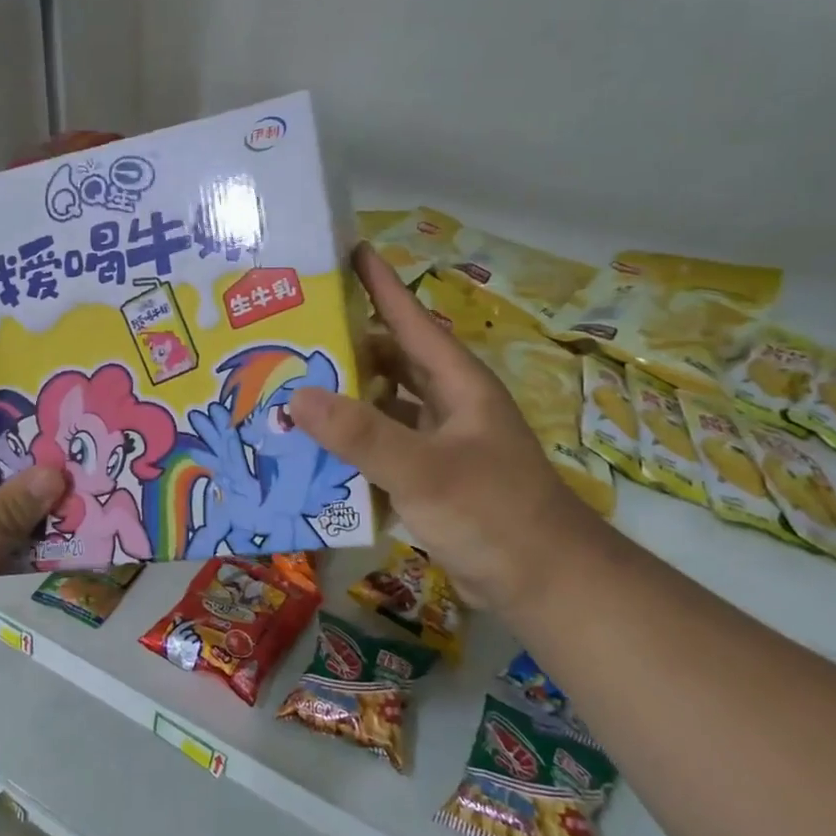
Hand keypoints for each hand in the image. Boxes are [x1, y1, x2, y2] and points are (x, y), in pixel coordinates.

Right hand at [288, 245, 607, 611]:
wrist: (545, 584)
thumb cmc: (494, 512)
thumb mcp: (424, 470)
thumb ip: (362, 435)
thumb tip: (297, 396)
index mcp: (457, 383)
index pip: (411, 319)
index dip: (380, 284)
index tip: (347, 251)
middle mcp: (448, 404)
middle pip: (390, 361)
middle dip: (347, 347)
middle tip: (293, 336)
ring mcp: (440, 442)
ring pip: (384, 407)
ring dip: (345, 402)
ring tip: (290, 392)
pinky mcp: (430, 478)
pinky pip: (383, 449)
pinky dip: (353, 448)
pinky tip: (314, 454)